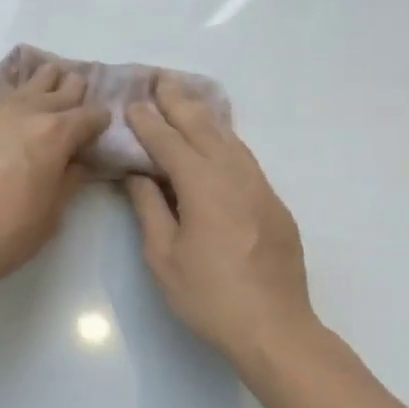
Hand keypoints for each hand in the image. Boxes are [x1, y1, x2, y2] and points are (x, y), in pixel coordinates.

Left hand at [0, 59, 110, 303]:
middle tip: (81, 107)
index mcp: (56, 133)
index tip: (103, 131)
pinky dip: (11, 87)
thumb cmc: (5, 233)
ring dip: (45, 83)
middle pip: (62, 87)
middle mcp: (27, 110)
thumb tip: (79, 162)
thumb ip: (70, 181)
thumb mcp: (51, 215)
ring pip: (28, 80)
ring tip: (52, 89)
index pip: (91, 115)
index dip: (102, 122)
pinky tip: (14, 90)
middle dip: (77, 94)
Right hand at [124, 77, 318, 369]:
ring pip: (230, 140)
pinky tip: (216, 141)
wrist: (274, 328)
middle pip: (205, 130)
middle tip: (160, 79)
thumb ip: (150, 209)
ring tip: (185, 100)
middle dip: (180, 103)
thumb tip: (138, 175)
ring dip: (205, 117)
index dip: (150, 123)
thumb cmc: (209, 296)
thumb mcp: (164, 256)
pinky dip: (225, 141)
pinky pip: (245, 160)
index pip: (171, 144)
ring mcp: (261, 189)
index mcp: (204, 188)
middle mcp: (236, 178)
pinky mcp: (274, 204)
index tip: (134, 102)